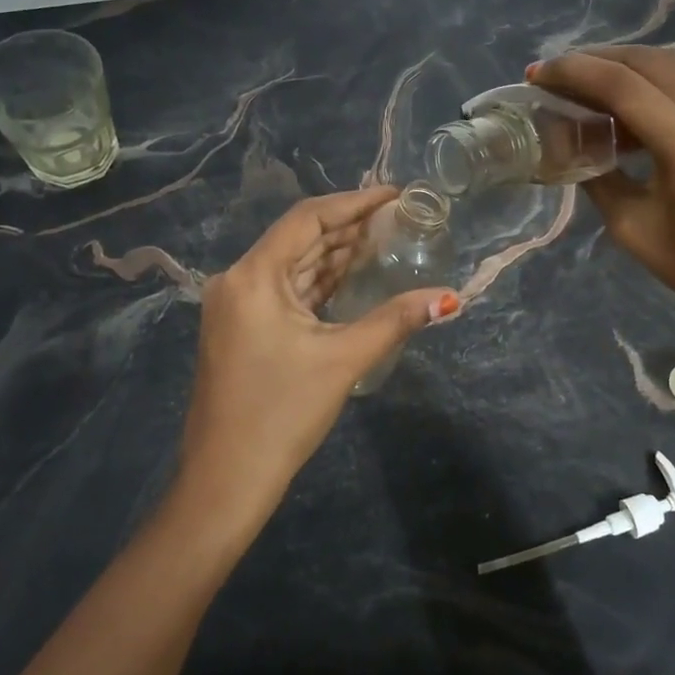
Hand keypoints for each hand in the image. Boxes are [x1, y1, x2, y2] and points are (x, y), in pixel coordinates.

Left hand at [178, 188, 458, 524]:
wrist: (225, 480)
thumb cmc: (282, 414)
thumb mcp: (343, 360)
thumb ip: (395, 320)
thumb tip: (449, 298)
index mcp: (253, 276)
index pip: (308, 218)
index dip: (354, 202)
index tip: (395, 194)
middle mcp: (238, 280)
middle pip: (299, 238)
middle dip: (348, 226)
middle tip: (398, 217)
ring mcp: (237, 305)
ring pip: (293, 265)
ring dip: (335, 253)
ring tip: (383, 239)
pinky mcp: (242, 328)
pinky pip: (286, 290)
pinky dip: (319, 281)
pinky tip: (352, 275)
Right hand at [529, 46, 674, 346]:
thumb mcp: (628, 225)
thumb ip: (597, 174)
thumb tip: (571, 140)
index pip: (621, 85)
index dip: (573, 71)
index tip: (538, 73)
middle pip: (649, 61)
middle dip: (598, 59)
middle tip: (562, 72)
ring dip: (634, 61)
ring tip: (600, 74)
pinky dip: (670, 72)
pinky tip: (649, 87)